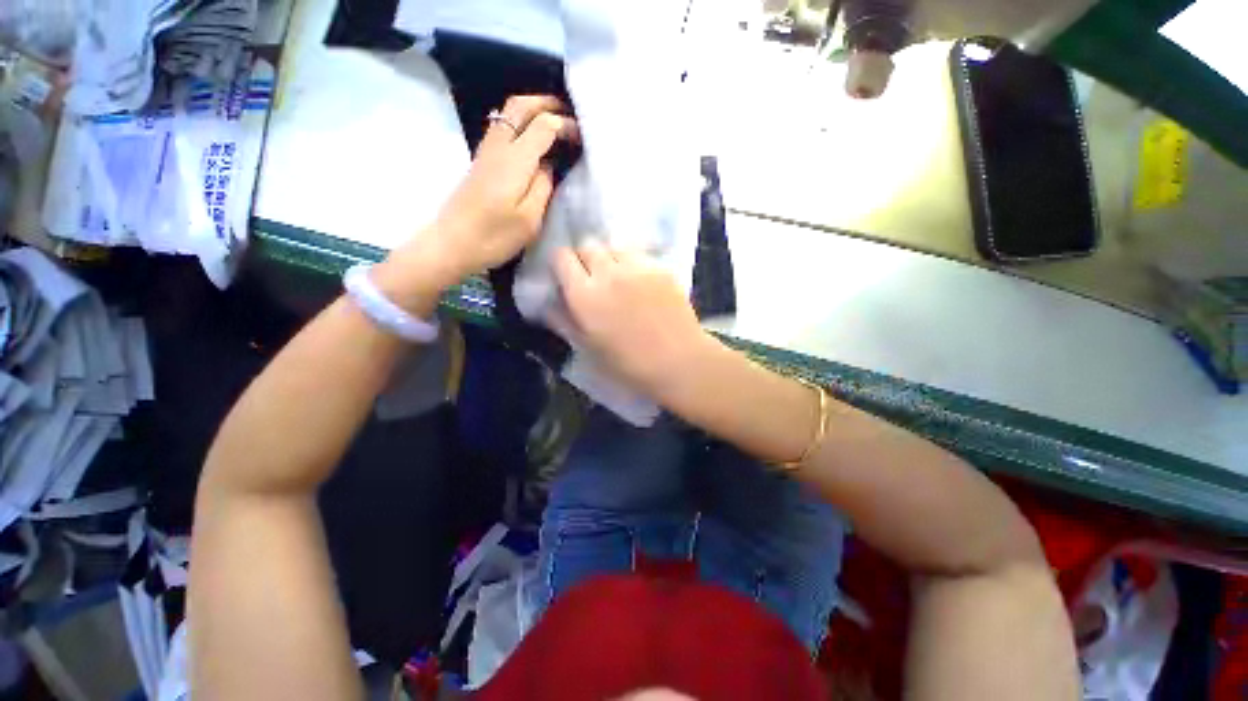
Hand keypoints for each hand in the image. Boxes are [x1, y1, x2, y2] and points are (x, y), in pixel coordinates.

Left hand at [437, 94, 578, 272]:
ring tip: (554, 121)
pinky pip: (502, 128)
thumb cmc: (494, 236)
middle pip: (519, 106)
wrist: (452, 243)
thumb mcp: (530, 219)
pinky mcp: (481, 162)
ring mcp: (487, 152)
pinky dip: (520, 123)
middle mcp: (499, 146)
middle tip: (568, 112)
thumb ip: (543, 187)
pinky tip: (532, 139)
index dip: (564, 125)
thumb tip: (549, 165)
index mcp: (515, 160)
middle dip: (545, 103)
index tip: (581, 137)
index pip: (543, 125)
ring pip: (507, 114)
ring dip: (531, 109)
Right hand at [554, 243, 711, 397]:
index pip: (561, 256)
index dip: (561, 264)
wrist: (678, 361)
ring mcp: (637, 267)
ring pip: (614, 246)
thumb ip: (564, 321)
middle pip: (588, 245)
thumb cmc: (628, 364)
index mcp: (584, 295)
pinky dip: (633, 263)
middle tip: (593, 279)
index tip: (567, 277)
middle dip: (585, 258)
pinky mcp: (660, 267)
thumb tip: (548, 304)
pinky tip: (641, 282)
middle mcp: (608, 272)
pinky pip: (639, 254)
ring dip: (609, 257)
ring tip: (618, 278)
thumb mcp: (588, 348)